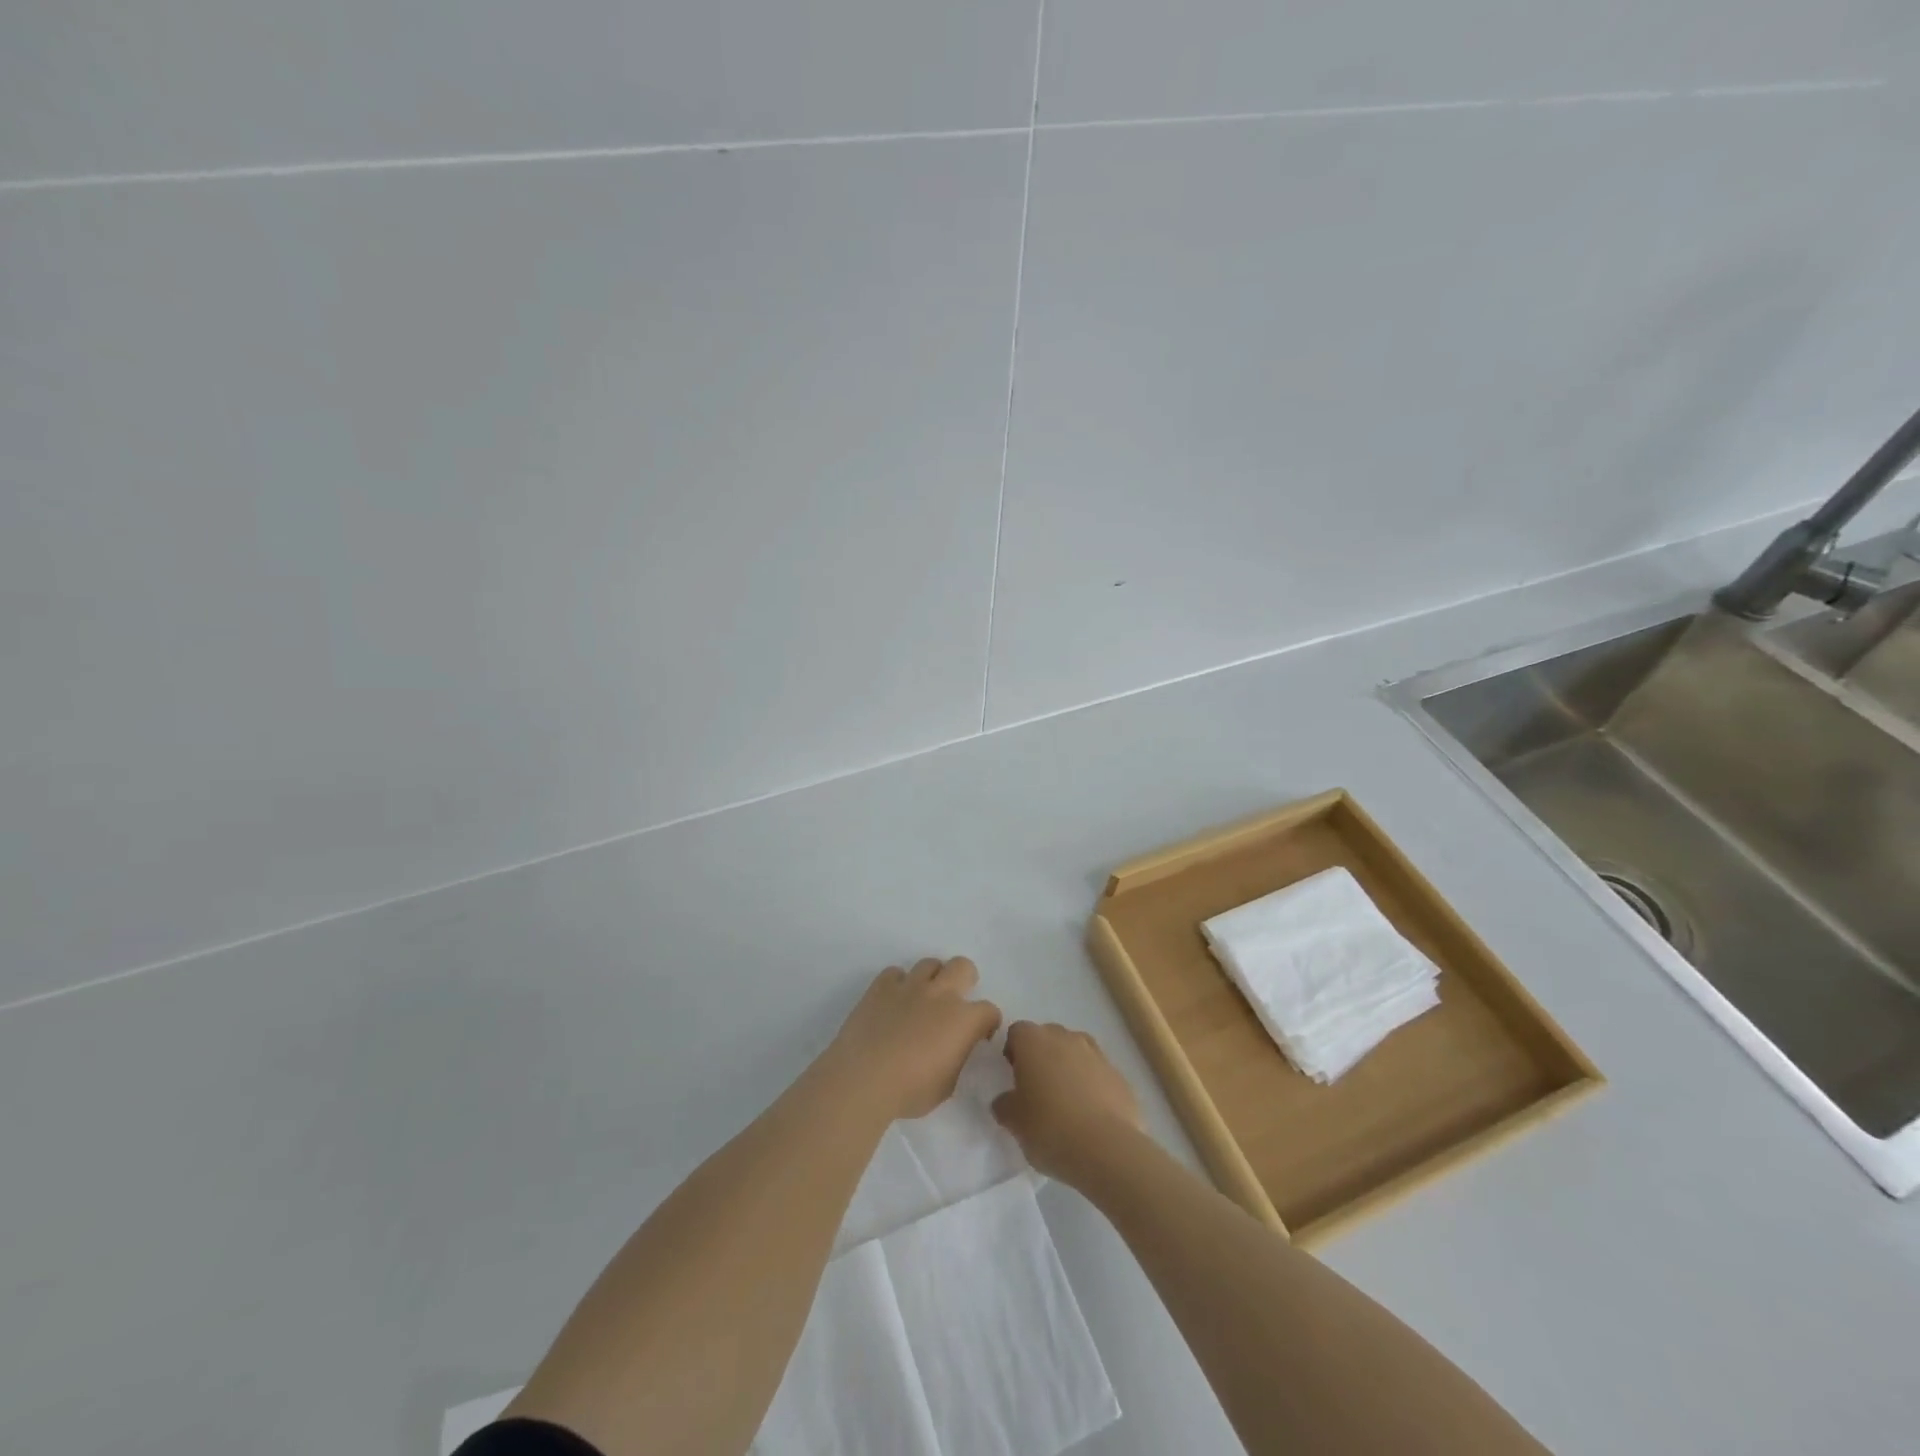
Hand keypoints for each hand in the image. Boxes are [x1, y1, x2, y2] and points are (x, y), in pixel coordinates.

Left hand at [824, 958, 1001, 1122]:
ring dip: (932, 979)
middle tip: (956, 1002)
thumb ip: (957, 1059)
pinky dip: (898, 984)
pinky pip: (895, 973)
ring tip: (923, 999)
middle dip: (965, 980)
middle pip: (963, 966)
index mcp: (963, 1020)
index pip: (989, 1010)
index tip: (981, 1035)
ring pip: (929, 963)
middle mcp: (940, 994)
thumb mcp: (947, 1085)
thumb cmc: (910, 1090)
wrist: (863, 1079)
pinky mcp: (881, 986)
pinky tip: (893, 1002)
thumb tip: (954, 1048)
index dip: (988, 1022)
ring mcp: (909, 986)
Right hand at [992, 1021, 1143, 1184]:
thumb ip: (1005, 1105)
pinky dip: (1092, 1085)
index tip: (1013, 1076)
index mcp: (1034, 1041)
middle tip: (1037, 1090)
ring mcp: (1096, 1053)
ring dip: (1068, 1067)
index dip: (1013, 1051)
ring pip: (1076, 1051)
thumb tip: (1006, 1101)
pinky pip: (1098, 1073)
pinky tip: (1090, 1115)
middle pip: (1048, 1037)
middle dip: (1041, 1057)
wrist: (1107, 1148)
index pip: (1017, 1032)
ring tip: (1066, 1102)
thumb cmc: (1050, 1128)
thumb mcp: (1014, 1123)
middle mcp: (1065, 1037)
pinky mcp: (1119, 1075)